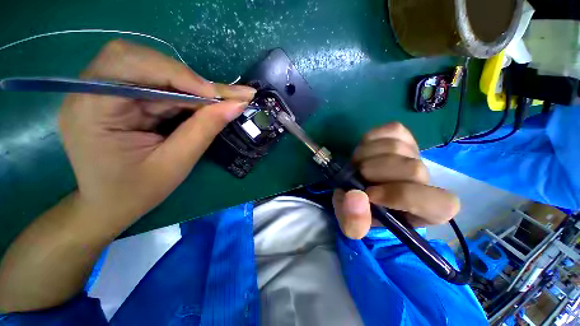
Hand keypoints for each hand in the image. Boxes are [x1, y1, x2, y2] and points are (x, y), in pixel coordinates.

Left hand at [60, 39, 255, 231]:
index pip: (131, 65)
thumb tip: (236, 105)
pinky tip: (198, 107)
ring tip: (215, 102)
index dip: (179, 74)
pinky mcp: (116, 99)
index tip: (217, 95)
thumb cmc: (137, 192)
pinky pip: (154, 85)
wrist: (108, 206)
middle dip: (185, 78)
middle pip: (140, 60)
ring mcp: (101, 93)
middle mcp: (89, 92)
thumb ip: (205, 129)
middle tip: (219, 97)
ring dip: (188, 86)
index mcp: (91, 109)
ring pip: (151, 70)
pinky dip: (181, 94)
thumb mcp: (176, 163)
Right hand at [332, 123, 459, 238]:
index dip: (401, 196)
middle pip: (413, 169)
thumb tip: (356, 196)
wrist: (357, 187)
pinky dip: (371, 139)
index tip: (369, 194)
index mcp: (424, 211)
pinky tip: (365, 150)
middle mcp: (426, 180)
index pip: (438, 203)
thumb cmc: (359, 209)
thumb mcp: (351, 223)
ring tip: (357, 164)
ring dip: (367, 155)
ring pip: (397, 147)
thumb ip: (354, 221)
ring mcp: (415, 154)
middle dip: (375, 171)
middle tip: (357, 175)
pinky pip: (391, 130)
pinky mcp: (402, 136)